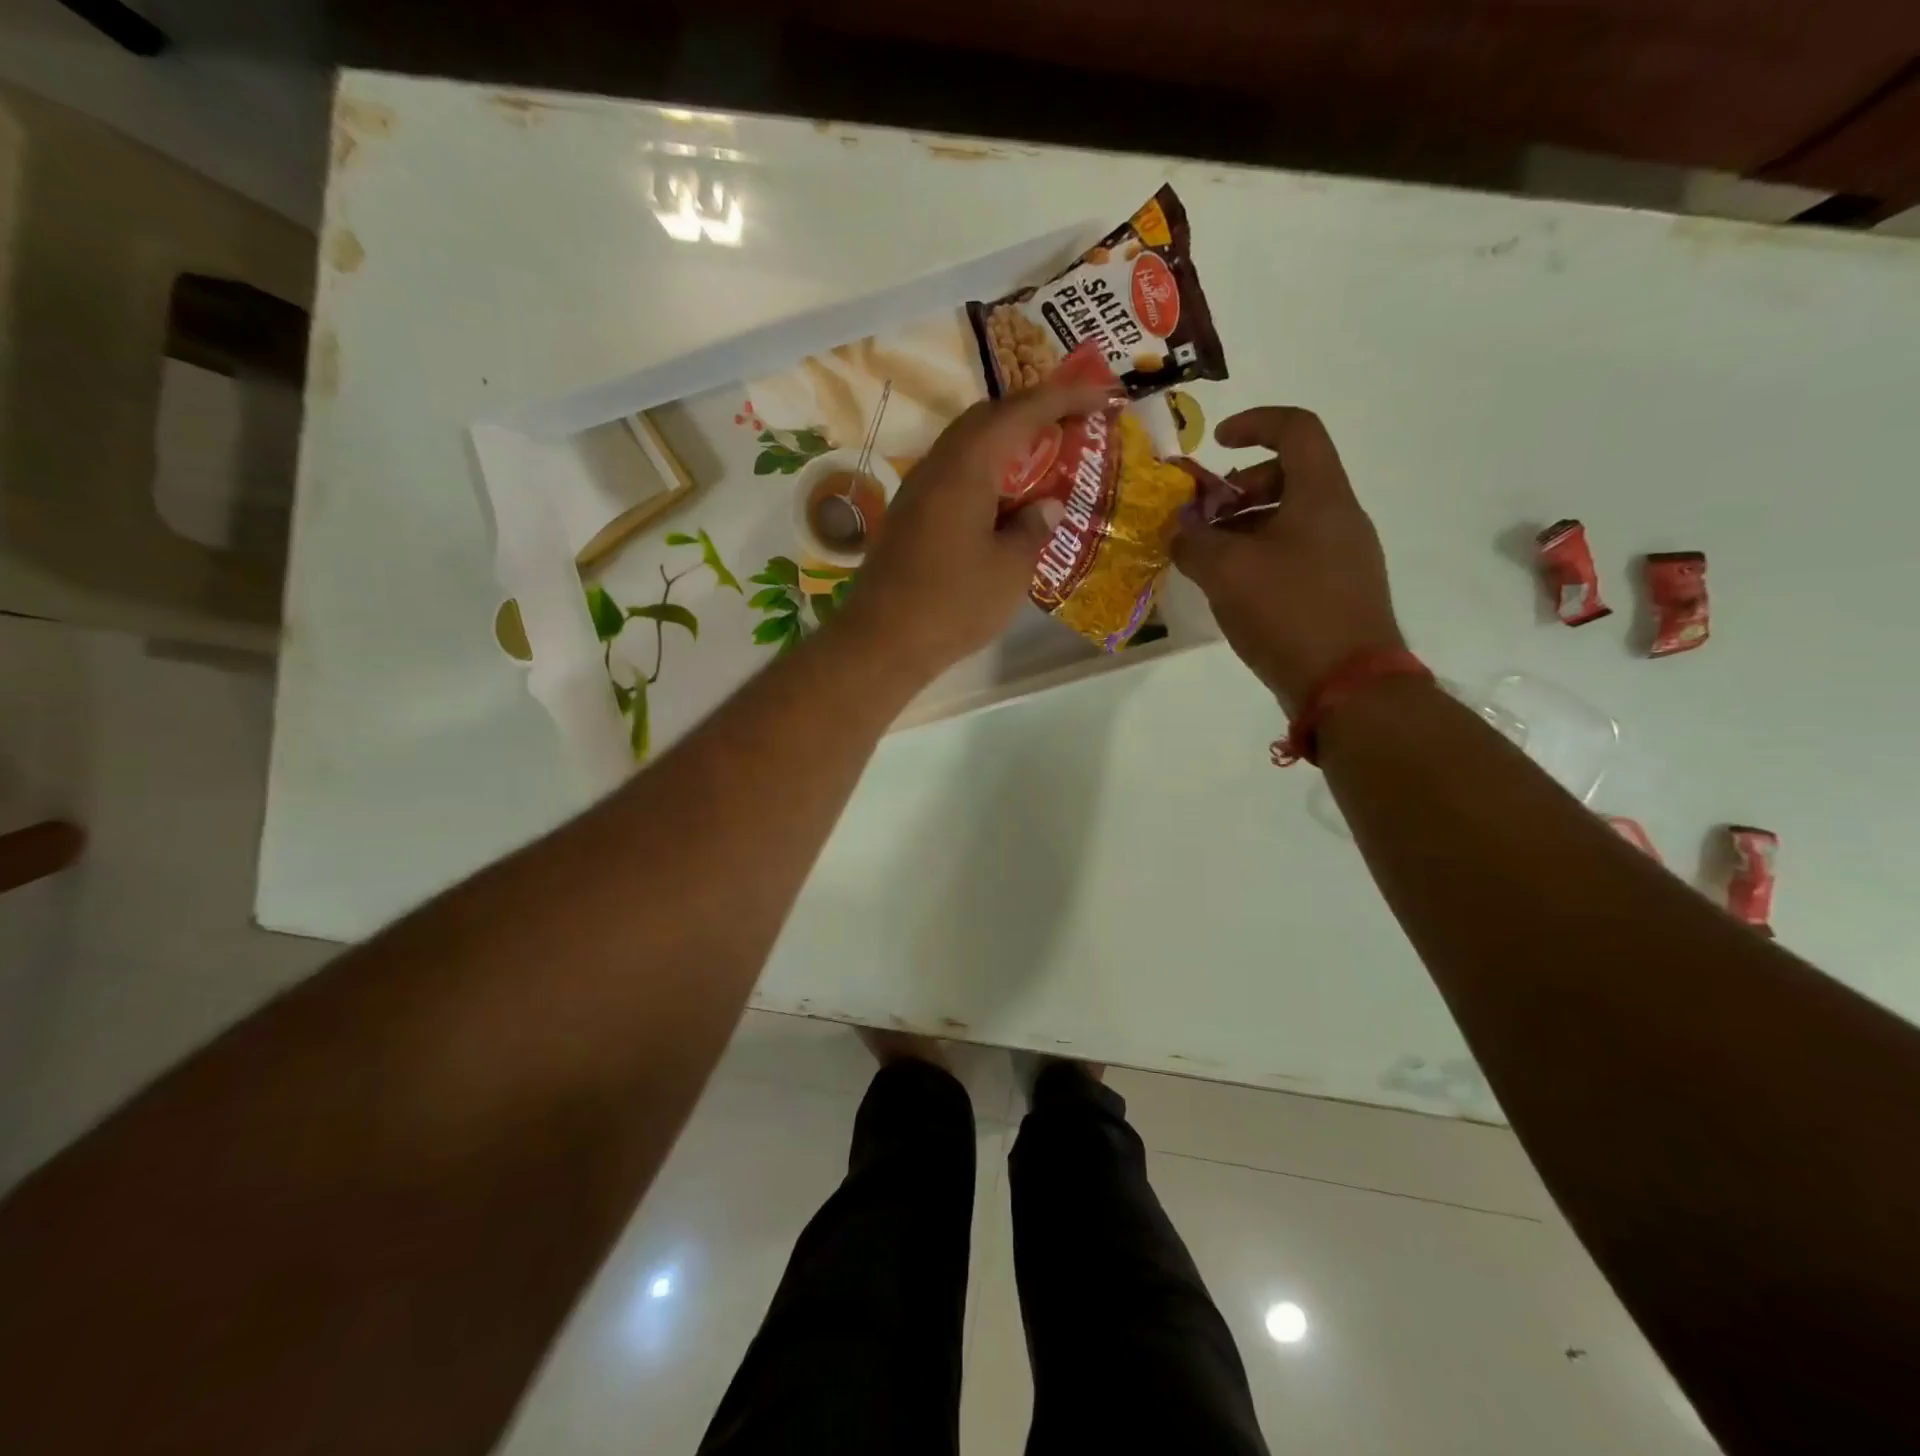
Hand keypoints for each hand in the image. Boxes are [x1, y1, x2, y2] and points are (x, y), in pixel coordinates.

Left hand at [835, 372, 1114, 679]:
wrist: (882, 642)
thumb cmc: (953, 604)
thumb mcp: (1010, 570)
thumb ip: (1034, 529)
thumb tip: (1048, 506)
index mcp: (966, 467)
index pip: (1020, 412)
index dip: (1064, 397)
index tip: (1102, 394)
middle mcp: (937, 466)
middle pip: (987, 419)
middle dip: (1032, 414)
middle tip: (1070, 427)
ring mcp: (917, 491)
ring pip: (967, 447)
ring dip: (1007, 446)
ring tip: (1043, 464)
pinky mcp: (909, 517)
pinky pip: (953, 477)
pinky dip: (985, 475)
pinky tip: (1004, 504)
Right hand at [1171, 407, 1404, 712]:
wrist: (1347, 684)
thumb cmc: (1288, 612)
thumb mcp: (1226, 572)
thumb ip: (1194, 541)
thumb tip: (1179, 528)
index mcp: (1321, 495)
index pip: (1296, 429)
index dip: (1254, 424)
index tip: (1216, 443)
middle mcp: (1340, 516)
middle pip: (1289, 476)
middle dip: (1238, 488)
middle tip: (1204, 518)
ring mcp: (1345, 554)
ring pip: (1290, 518)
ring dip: (1244, 526)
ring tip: (1208, 559)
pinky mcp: (1339, 589)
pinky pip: (1296, 552)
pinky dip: (1260, 555)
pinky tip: (1233, 589)